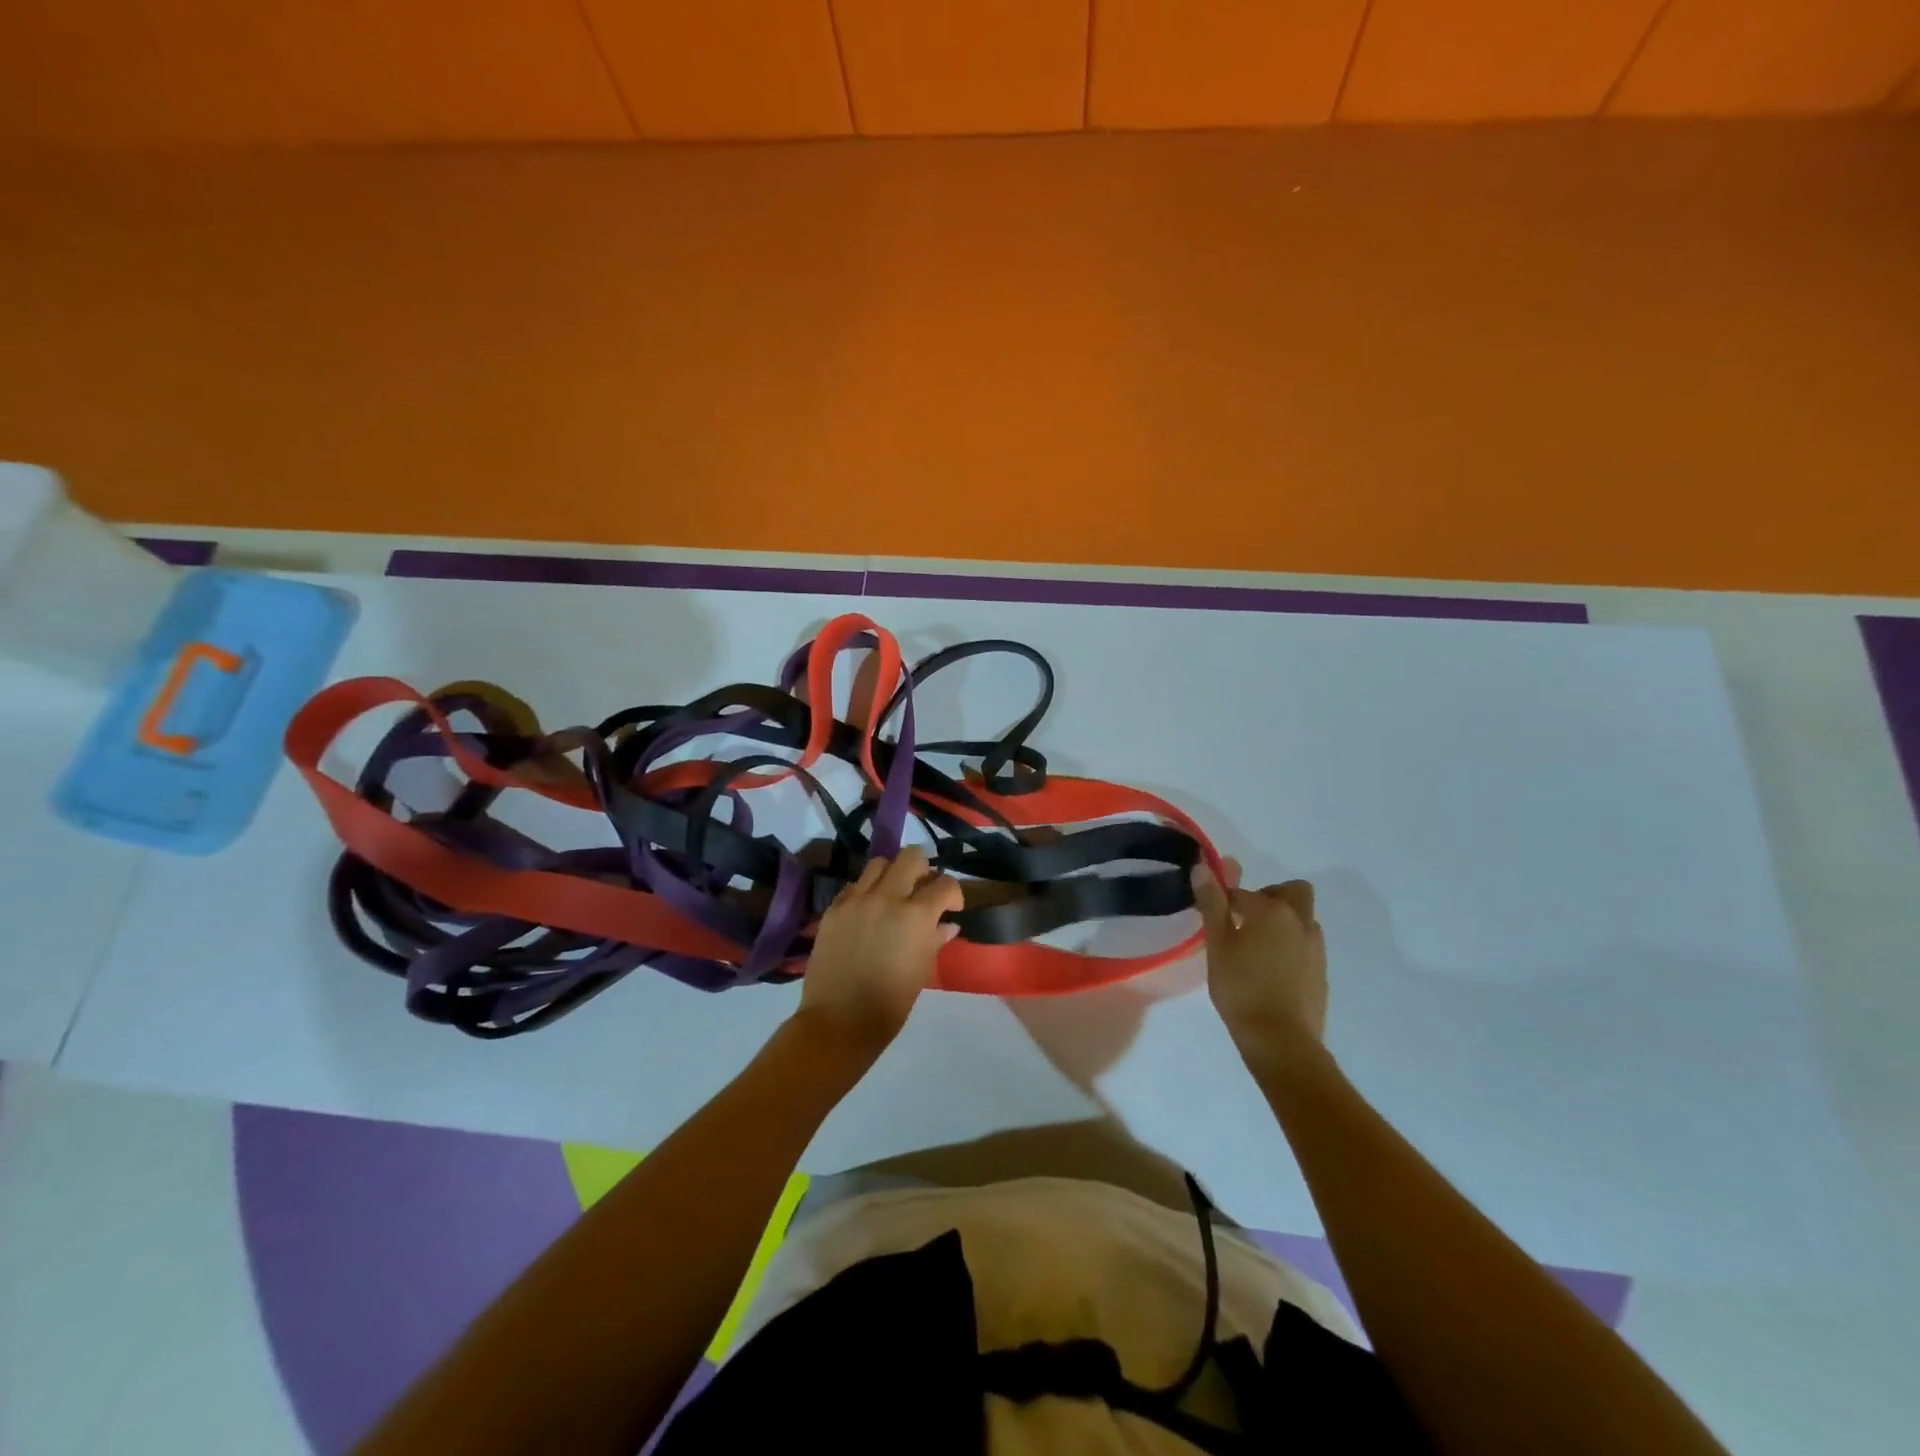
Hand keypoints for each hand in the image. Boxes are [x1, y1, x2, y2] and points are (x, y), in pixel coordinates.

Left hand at [796, 847, 961, 1059]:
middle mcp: (886, 897)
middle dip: (924, 868)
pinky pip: (854, 885)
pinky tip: (868, 910)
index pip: (944, 884)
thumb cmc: (890, 1003)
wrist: (839, 1020)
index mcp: (915, 915)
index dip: (954, 893)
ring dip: (893, 873)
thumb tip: (947, 924)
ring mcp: (856, 900)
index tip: (952, 907)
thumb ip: (935, 939)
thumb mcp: (922, 970)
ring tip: (894, 893)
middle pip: (911, 857)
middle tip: (923, 889)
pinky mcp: (833, 908)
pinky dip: (866, 890)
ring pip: (879, 863)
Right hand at [1192, 860, 1327, 1068]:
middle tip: (1245, 920)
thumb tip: (1203, 866)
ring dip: (1282, 922)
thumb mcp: (1217, 945)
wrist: (1282, 1041)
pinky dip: (1290, 946)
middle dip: (1270, 897)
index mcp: (1273, 910)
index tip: (1213, 918)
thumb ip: (1212, 903)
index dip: (1225, 901)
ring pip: (1302, 919)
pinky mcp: (1322, 972)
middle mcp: (1301, 921)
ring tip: (1255, 949)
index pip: (1244, 892)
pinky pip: (1306, 945)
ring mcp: (1316, 947)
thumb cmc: (1242, 988)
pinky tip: (1271, 971)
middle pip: (1293, 892)